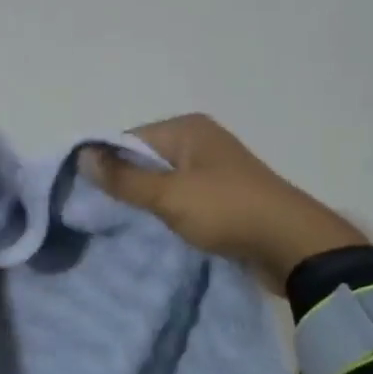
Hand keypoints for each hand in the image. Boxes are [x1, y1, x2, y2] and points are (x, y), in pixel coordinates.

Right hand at [84, 114, 367, 288]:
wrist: (291, 245)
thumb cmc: (227, 211)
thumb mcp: (168, 195)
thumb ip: (124, 178)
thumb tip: (81, 155)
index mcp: (187, 128)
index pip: (128, 139)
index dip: (106, 165)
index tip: (86, 197)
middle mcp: (199, 141)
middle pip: (145, 159)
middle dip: (125, 185)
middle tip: (101, 216)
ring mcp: (213, 168)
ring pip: (162, 181)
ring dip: (146, 202)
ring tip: (124, 226)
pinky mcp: (222, 195)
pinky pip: (182, 198)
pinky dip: (167, 212)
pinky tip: (154, 231)